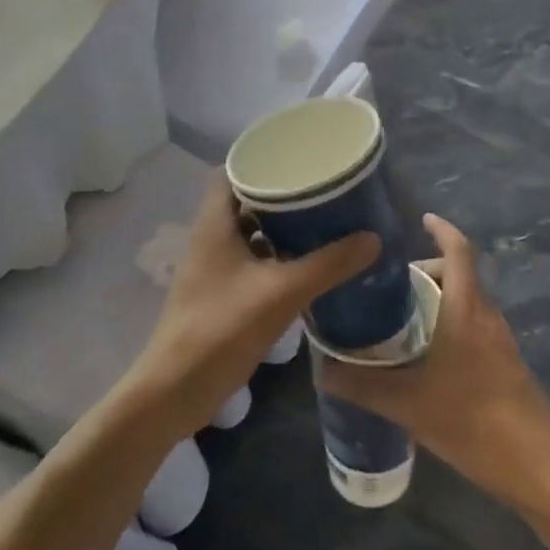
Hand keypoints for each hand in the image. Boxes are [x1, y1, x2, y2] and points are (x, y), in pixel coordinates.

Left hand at [133, 172, 379, 433]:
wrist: (176, 390)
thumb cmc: (222, 329)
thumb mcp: (282, 292)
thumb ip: (328, 265)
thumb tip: (372, 238)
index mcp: (214, 223)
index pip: (232, 171)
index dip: (262, 160)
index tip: (299, 159)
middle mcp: (209, 237)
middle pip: (245, 200)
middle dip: (281, 195)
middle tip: (322, 190)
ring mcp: (212, 268)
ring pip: (248, 233)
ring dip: (279, 228)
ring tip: (321, 222)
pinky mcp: (219, 294)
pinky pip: (250, 261)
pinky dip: (275, 257)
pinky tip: (305, 265)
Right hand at [316, 214, 549, 511]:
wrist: (537, 465)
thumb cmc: (472, 419)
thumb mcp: (407, 403)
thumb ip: (361, 386)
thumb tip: (322, 371)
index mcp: (466, 310)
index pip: (459, 251)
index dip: (442, 229)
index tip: (422, 219)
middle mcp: (487, 316)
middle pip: (459, 276)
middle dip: (426, 273)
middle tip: (389, 289)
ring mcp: (500, 342)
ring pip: (467, 304)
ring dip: (438, 302)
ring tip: (400, 323)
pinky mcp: (506, 366)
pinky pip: (473, 329)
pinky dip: (449, 327)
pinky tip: (425, 361)